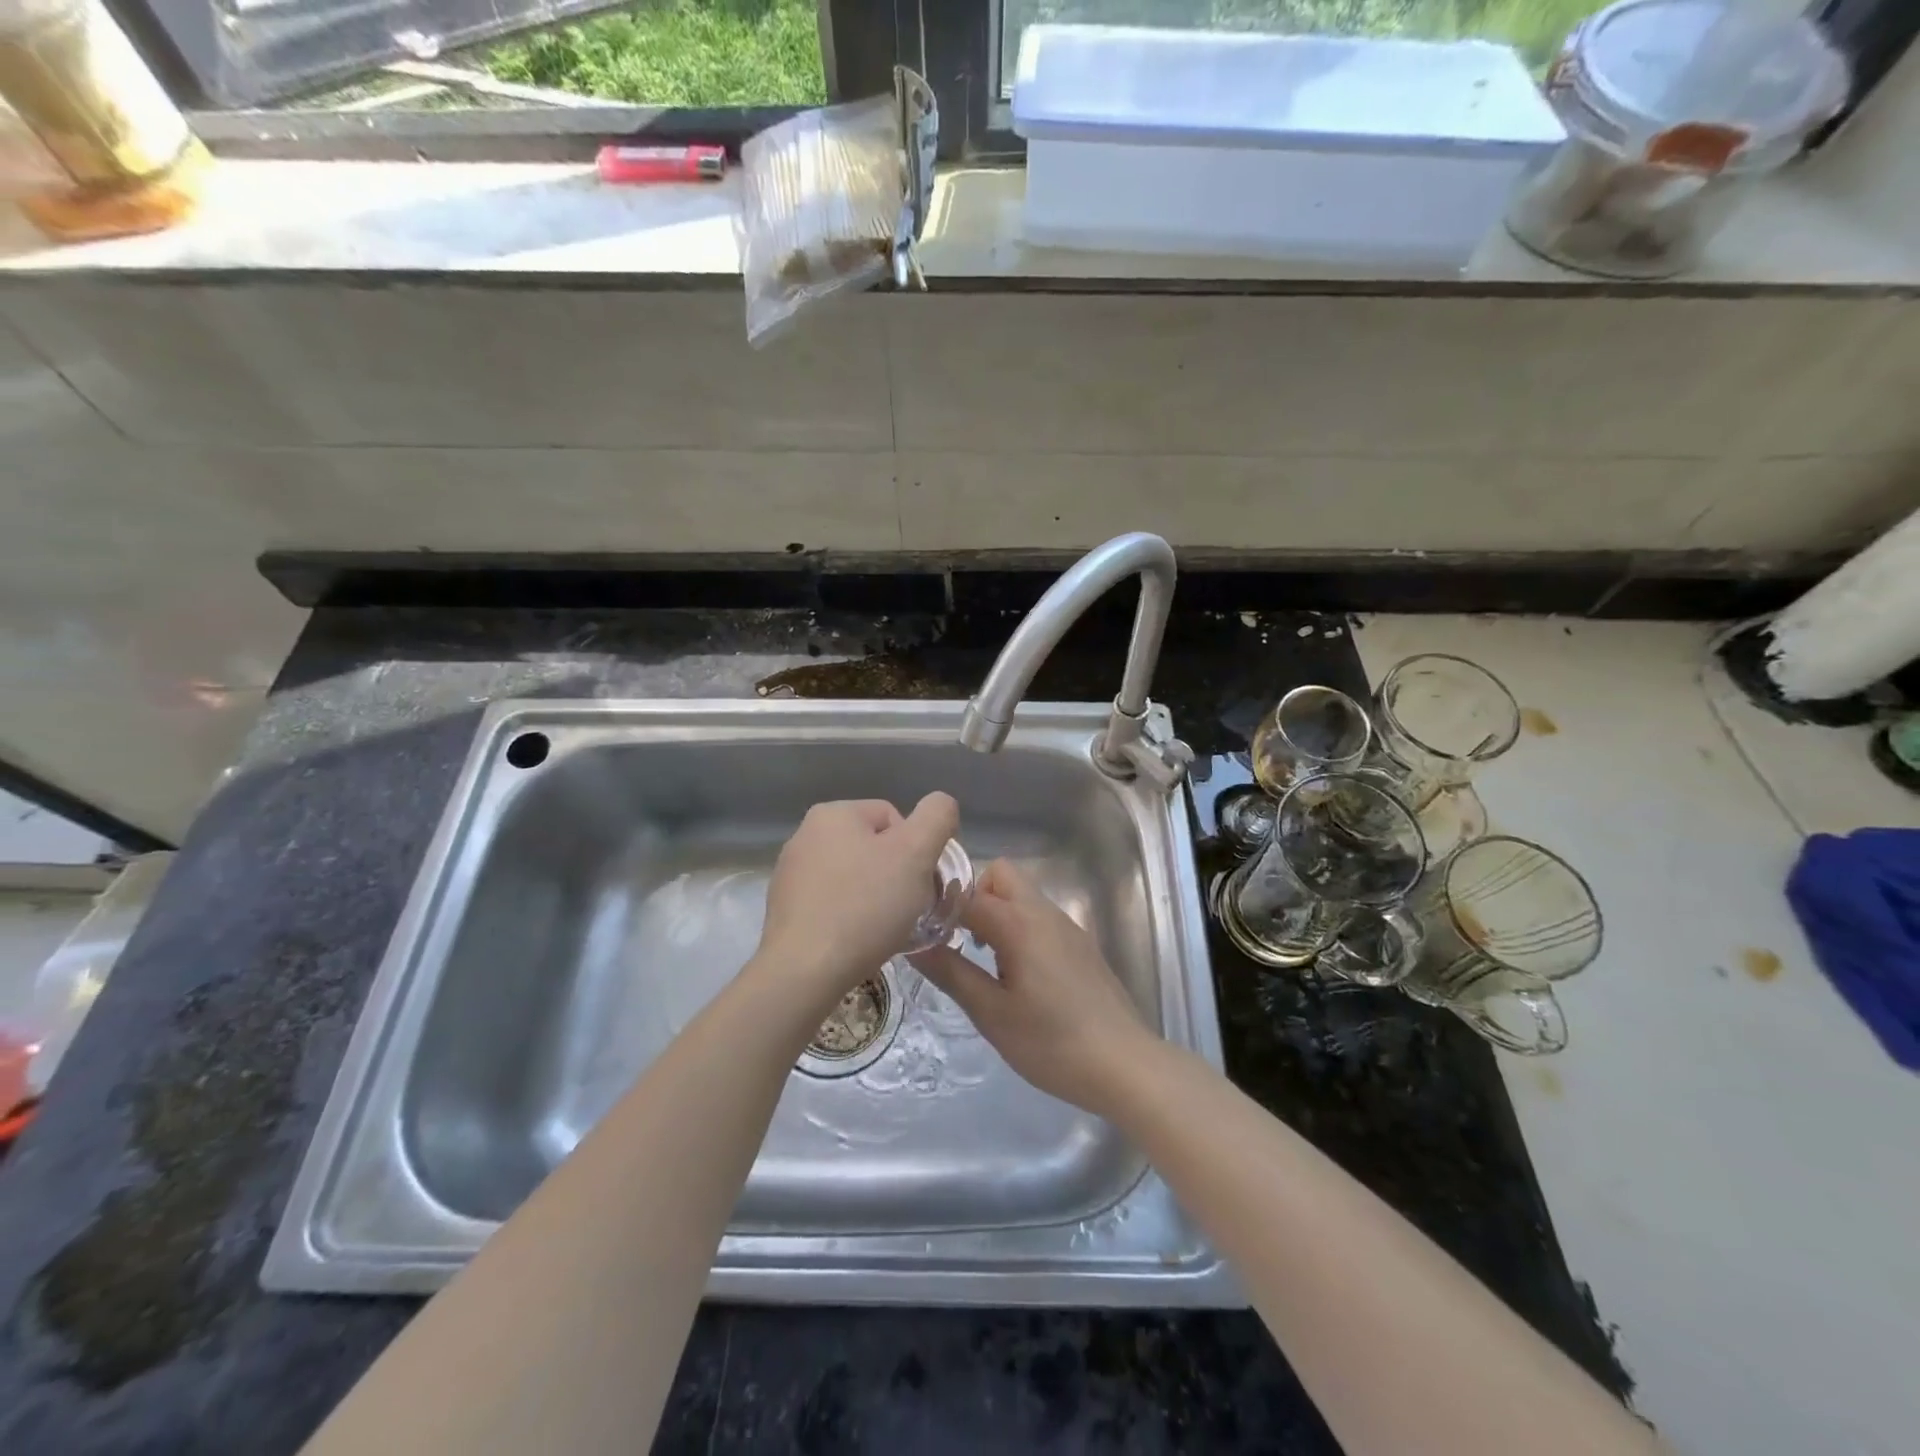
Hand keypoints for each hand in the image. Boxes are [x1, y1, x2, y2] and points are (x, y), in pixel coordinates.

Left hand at [757, 793, 959, 1006]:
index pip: (896, 819)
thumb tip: (941, 805)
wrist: (804, 971)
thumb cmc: (865, 906)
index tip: (920, 885)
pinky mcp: (786, 908)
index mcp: (834, 813)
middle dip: (897, 875)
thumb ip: (936, 817)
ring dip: (875, 897)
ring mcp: (791, 872)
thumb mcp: (916, 853)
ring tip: (884, 928)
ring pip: (855, 877)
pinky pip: (833, 902)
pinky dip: (851, 916)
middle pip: (874, 847)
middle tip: (908, 908)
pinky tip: (858, 940)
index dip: (918, 852)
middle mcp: (806, 834)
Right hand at [910, 859, 1160, 1117]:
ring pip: (1022, 895)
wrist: (1125, 1065)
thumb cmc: (1052, 1043)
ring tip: (983, 961)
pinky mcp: (1080, 944)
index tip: (921, 930)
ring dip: (996, 913)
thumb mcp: (992, 1013)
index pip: (967, 893)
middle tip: (958, 940)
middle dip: (973, 897)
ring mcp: (1067, 927)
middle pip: (1001, 876)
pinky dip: (1018, 928)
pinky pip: (1039, 917)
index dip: (939, 906)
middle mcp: (1044, 912)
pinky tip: (1016, 974)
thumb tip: (914, 944)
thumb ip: (952, 973)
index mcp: (1020, 923)